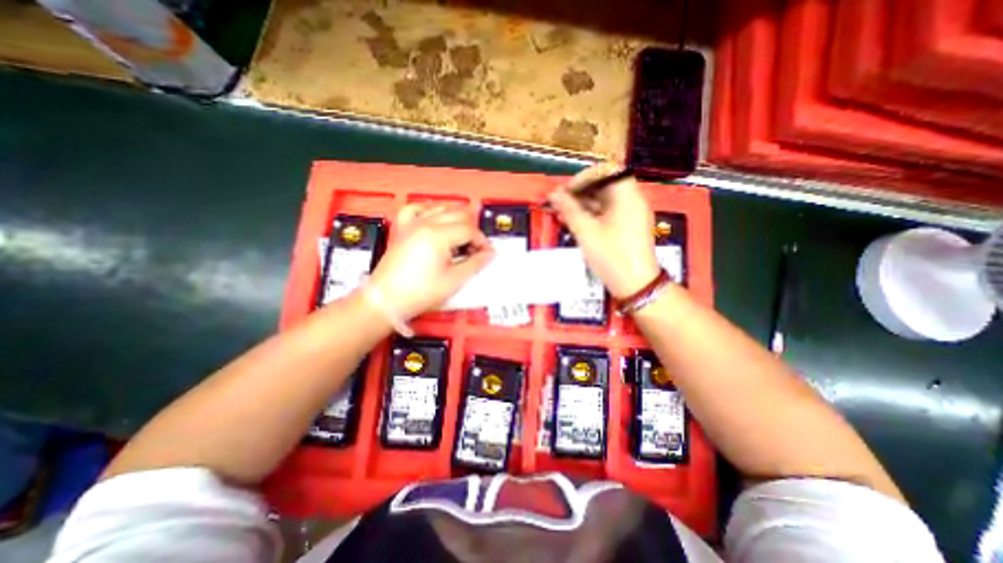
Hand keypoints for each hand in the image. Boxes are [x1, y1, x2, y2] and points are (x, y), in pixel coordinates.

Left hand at [367, 203, 493, 317]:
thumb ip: (475, 264)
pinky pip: (417, 209)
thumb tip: (488, 254)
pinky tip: (435, 221)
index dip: (482, 242)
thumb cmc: (419, 293)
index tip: (486, 255)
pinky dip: (430, 211)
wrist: (386, 300)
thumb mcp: (453, 281)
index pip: (469, 230)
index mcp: (438, 235)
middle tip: (474, 250)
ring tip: (459, 240)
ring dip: (456, 221)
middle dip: (472, 231)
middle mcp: (425, 223)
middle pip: (458, 215)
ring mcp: (412, 224)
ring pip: (441, 209)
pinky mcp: (403, 229)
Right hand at [546, 162, 664, 298]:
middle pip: (603, 186)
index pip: (606, 171)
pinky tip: (573, 223)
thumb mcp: (587, 232)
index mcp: (627, 196)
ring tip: (561, 214)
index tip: (567, 191)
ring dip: (581, 205)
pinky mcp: (626, 227)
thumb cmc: (612, 257)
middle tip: (559, 203)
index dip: (584, 177)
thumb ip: (569, 210)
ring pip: (603, 201)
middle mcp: (631, 201)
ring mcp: (630, 215)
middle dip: (579, 192)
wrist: (636, 286)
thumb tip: (554, 195)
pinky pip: (606, 214)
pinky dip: (589, 215)